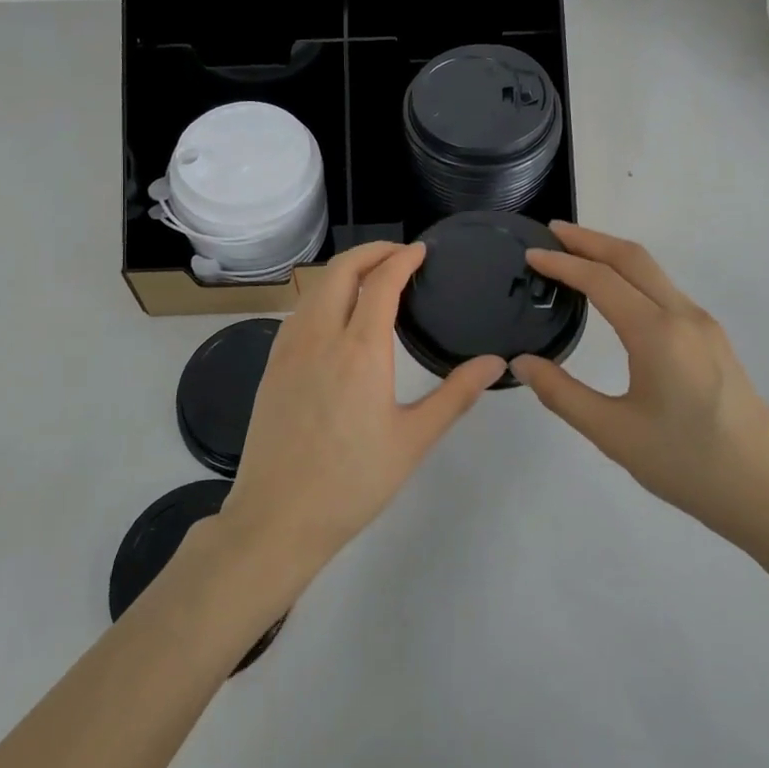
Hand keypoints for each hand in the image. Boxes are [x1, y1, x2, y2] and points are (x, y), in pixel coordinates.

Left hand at [216, 242, 506, 584]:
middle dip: (371, 251)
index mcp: (360, 349)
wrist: (278, 517)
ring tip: (372, 277)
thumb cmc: (353, 481)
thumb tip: (496, 363)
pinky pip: (299, 310)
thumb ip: (456, 395)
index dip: (402, 259)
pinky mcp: (272, 364)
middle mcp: (321, 335)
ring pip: (316, 287)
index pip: (382, 282)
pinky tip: (335, 314)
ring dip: (345, 270)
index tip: (421, 250)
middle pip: (342, 270)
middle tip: (399, 253)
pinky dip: (322, 294)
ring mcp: (289, 348)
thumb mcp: (414, 440)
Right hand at [511, 223, 768, 553]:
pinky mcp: (715, 342)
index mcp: (657, 332)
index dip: (561, 263)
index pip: (600, 280)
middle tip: (552, 233)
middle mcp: (684, 316)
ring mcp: (705, 327)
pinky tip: (617, 297)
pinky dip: (633, 278)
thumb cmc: (688, 465)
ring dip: (613, 256)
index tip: (530, 255)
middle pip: (633, 258)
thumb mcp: (613, 433)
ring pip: (653, 273)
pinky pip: (666, 292)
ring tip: (576, 257)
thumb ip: (561, 393)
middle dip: (590, 240)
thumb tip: (521, 363)